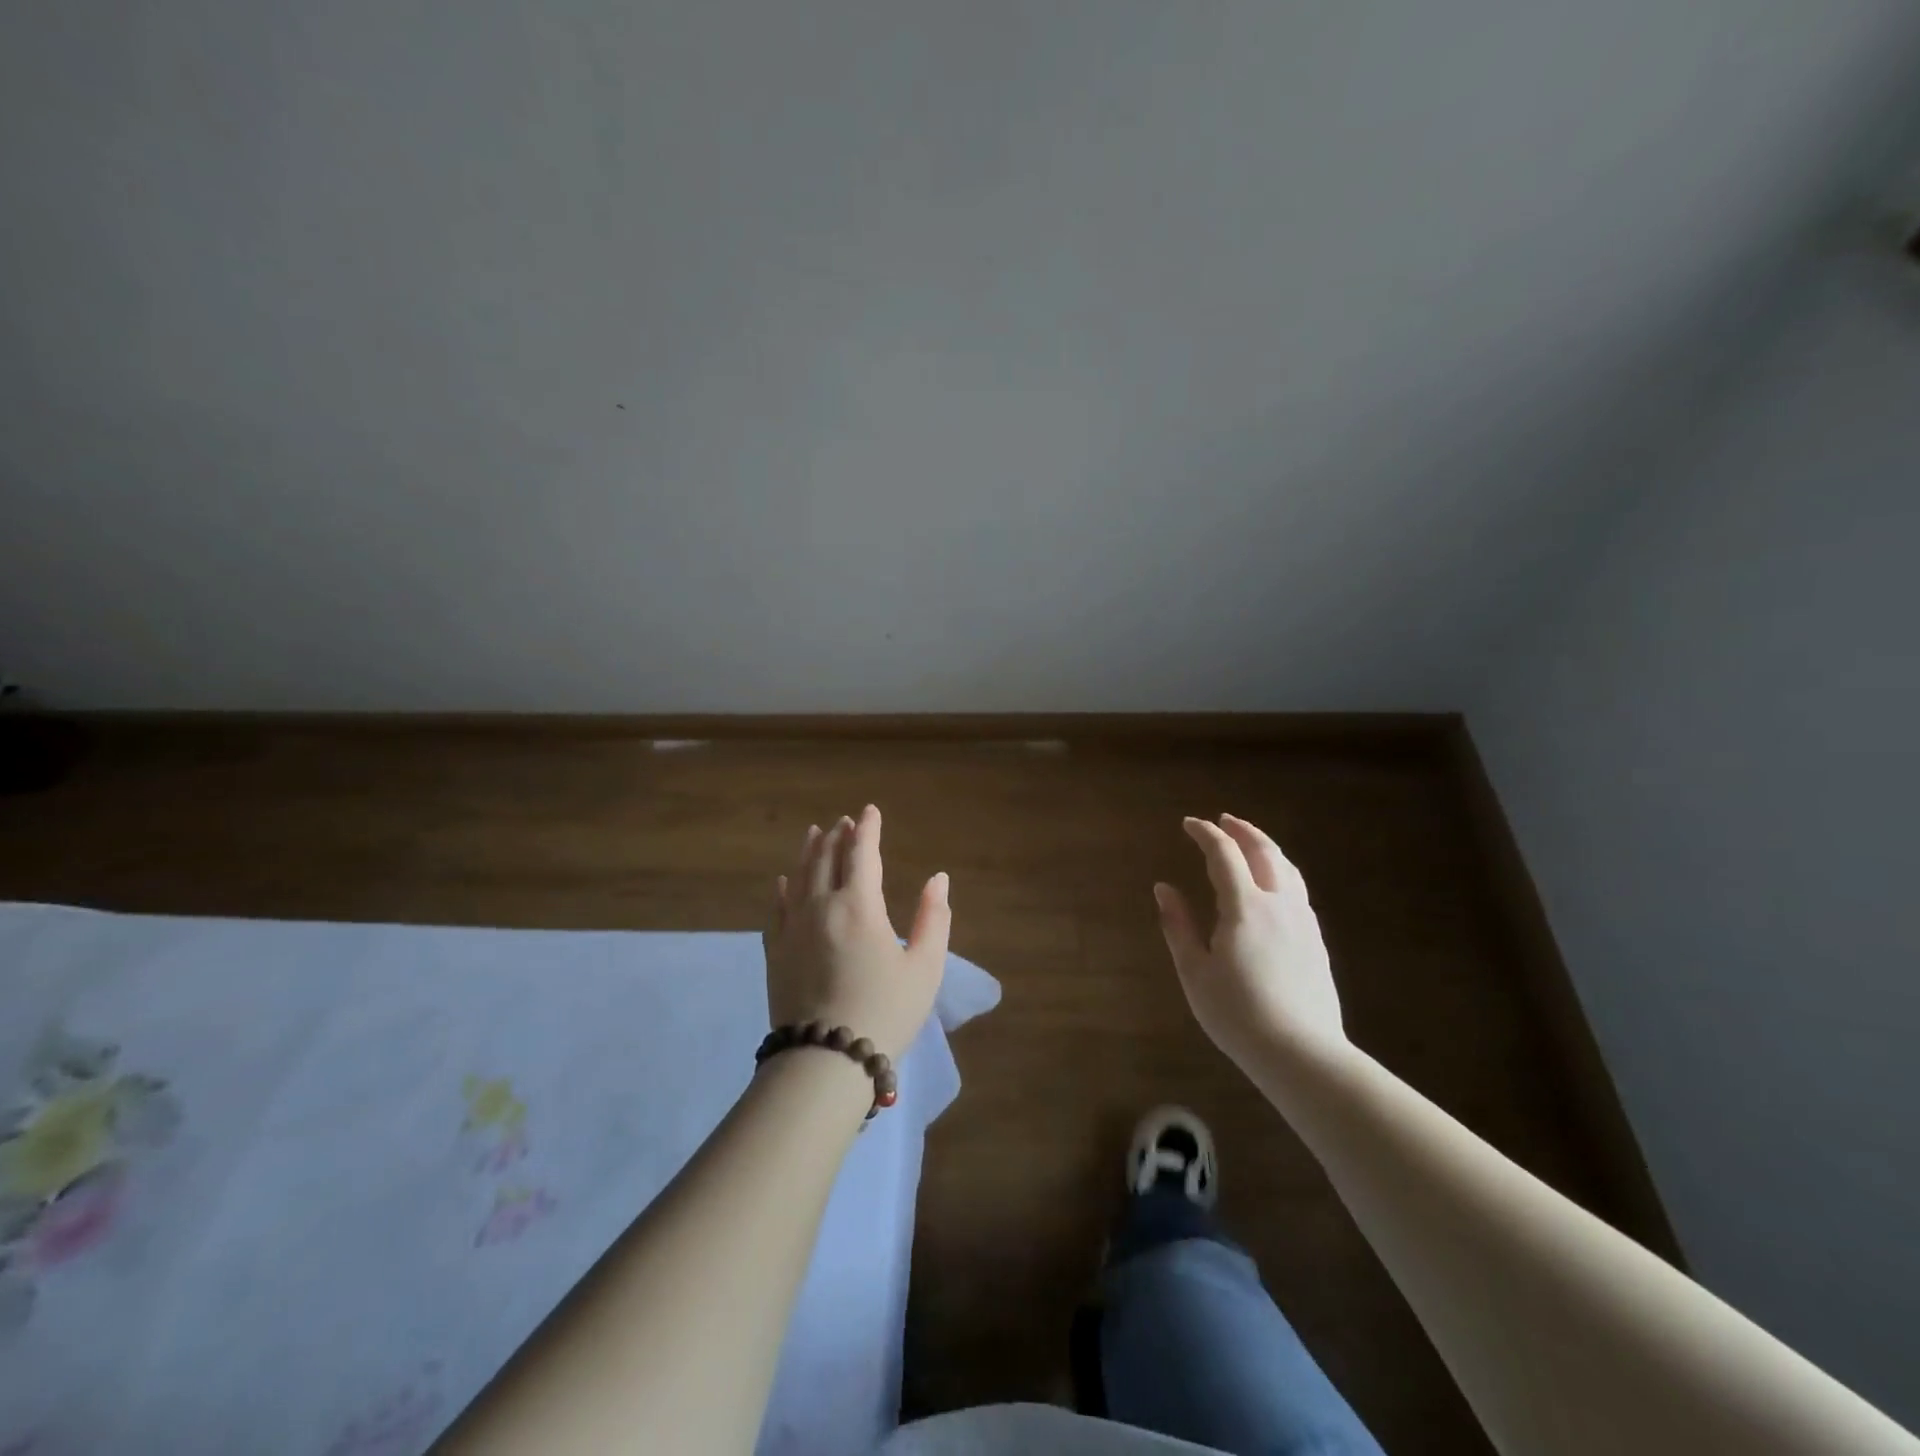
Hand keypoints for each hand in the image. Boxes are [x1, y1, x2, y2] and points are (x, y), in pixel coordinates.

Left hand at [763, 805, 950, 1061]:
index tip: (870, 810)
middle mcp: (822, 906)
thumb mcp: (925, 967)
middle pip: (827, 858)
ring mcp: (793, 928)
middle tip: (845, 821)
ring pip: (799, 876)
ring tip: (814, 833)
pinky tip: (783, 880)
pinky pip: (776, 908)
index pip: (862, 853)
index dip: (868, 829)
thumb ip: (933, 918)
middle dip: (838, 835)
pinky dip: (782, 888)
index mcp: (859, 906)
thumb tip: (938, 878)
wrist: (825, 1060)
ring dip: (809, 851)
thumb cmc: (885, 1011)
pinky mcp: (775, 951)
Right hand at [1155, 814, 1348, 1070]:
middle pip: (1264, 851)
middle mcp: (1278, 903)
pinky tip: (1273, 884)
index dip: (1205, 833)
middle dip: (1242, 830)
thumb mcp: (1194, 971)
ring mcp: (1303, 921)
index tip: (1188, 824)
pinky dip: (1281, 871)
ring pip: (1288, 868)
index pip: (1224, 854)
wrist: (1300, 1053)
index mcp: (1244, 906)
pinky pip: (1298, 890)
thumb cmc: (1237, 1014)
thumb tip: (1163, 888)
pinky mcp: (1316, 940)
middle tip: (1223, 820)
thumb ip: (1178, 925)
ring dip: (1266, 847)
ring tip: (1249, 842)